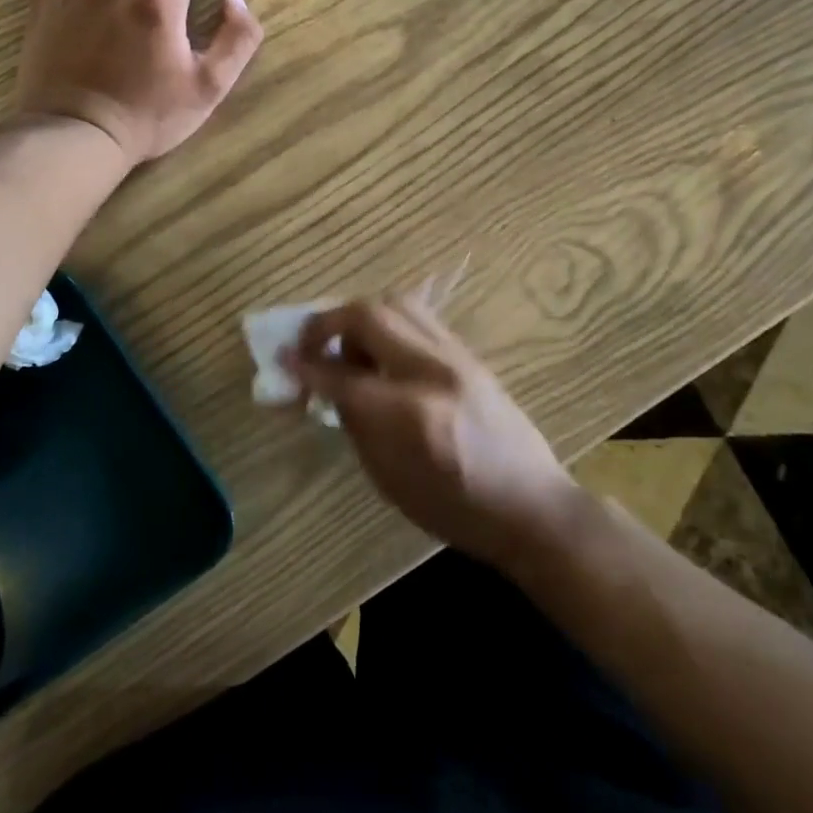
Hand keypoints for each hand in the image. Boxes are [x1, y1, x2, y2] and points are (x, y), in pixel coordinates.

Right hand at [290, 296, 581, 567]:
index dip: (305, 367)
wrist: (531, 506)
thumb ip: (354, 421)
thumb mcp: (389, 478)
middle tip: (310, 345)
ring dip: (358, 317)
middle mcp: (433, 371)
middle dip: (327, 324)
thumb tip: (324, 382)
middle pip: (367, 316)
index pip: (342, 376)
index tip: (282, 361)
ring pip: (394, 303)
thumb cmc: (455, 509)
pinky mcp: (467, 351)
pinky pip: (416, 316)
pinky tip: (380, 350)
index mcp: (411, 415)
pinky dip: (386, 322)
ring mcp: (455, 355)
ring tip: (348, 346)